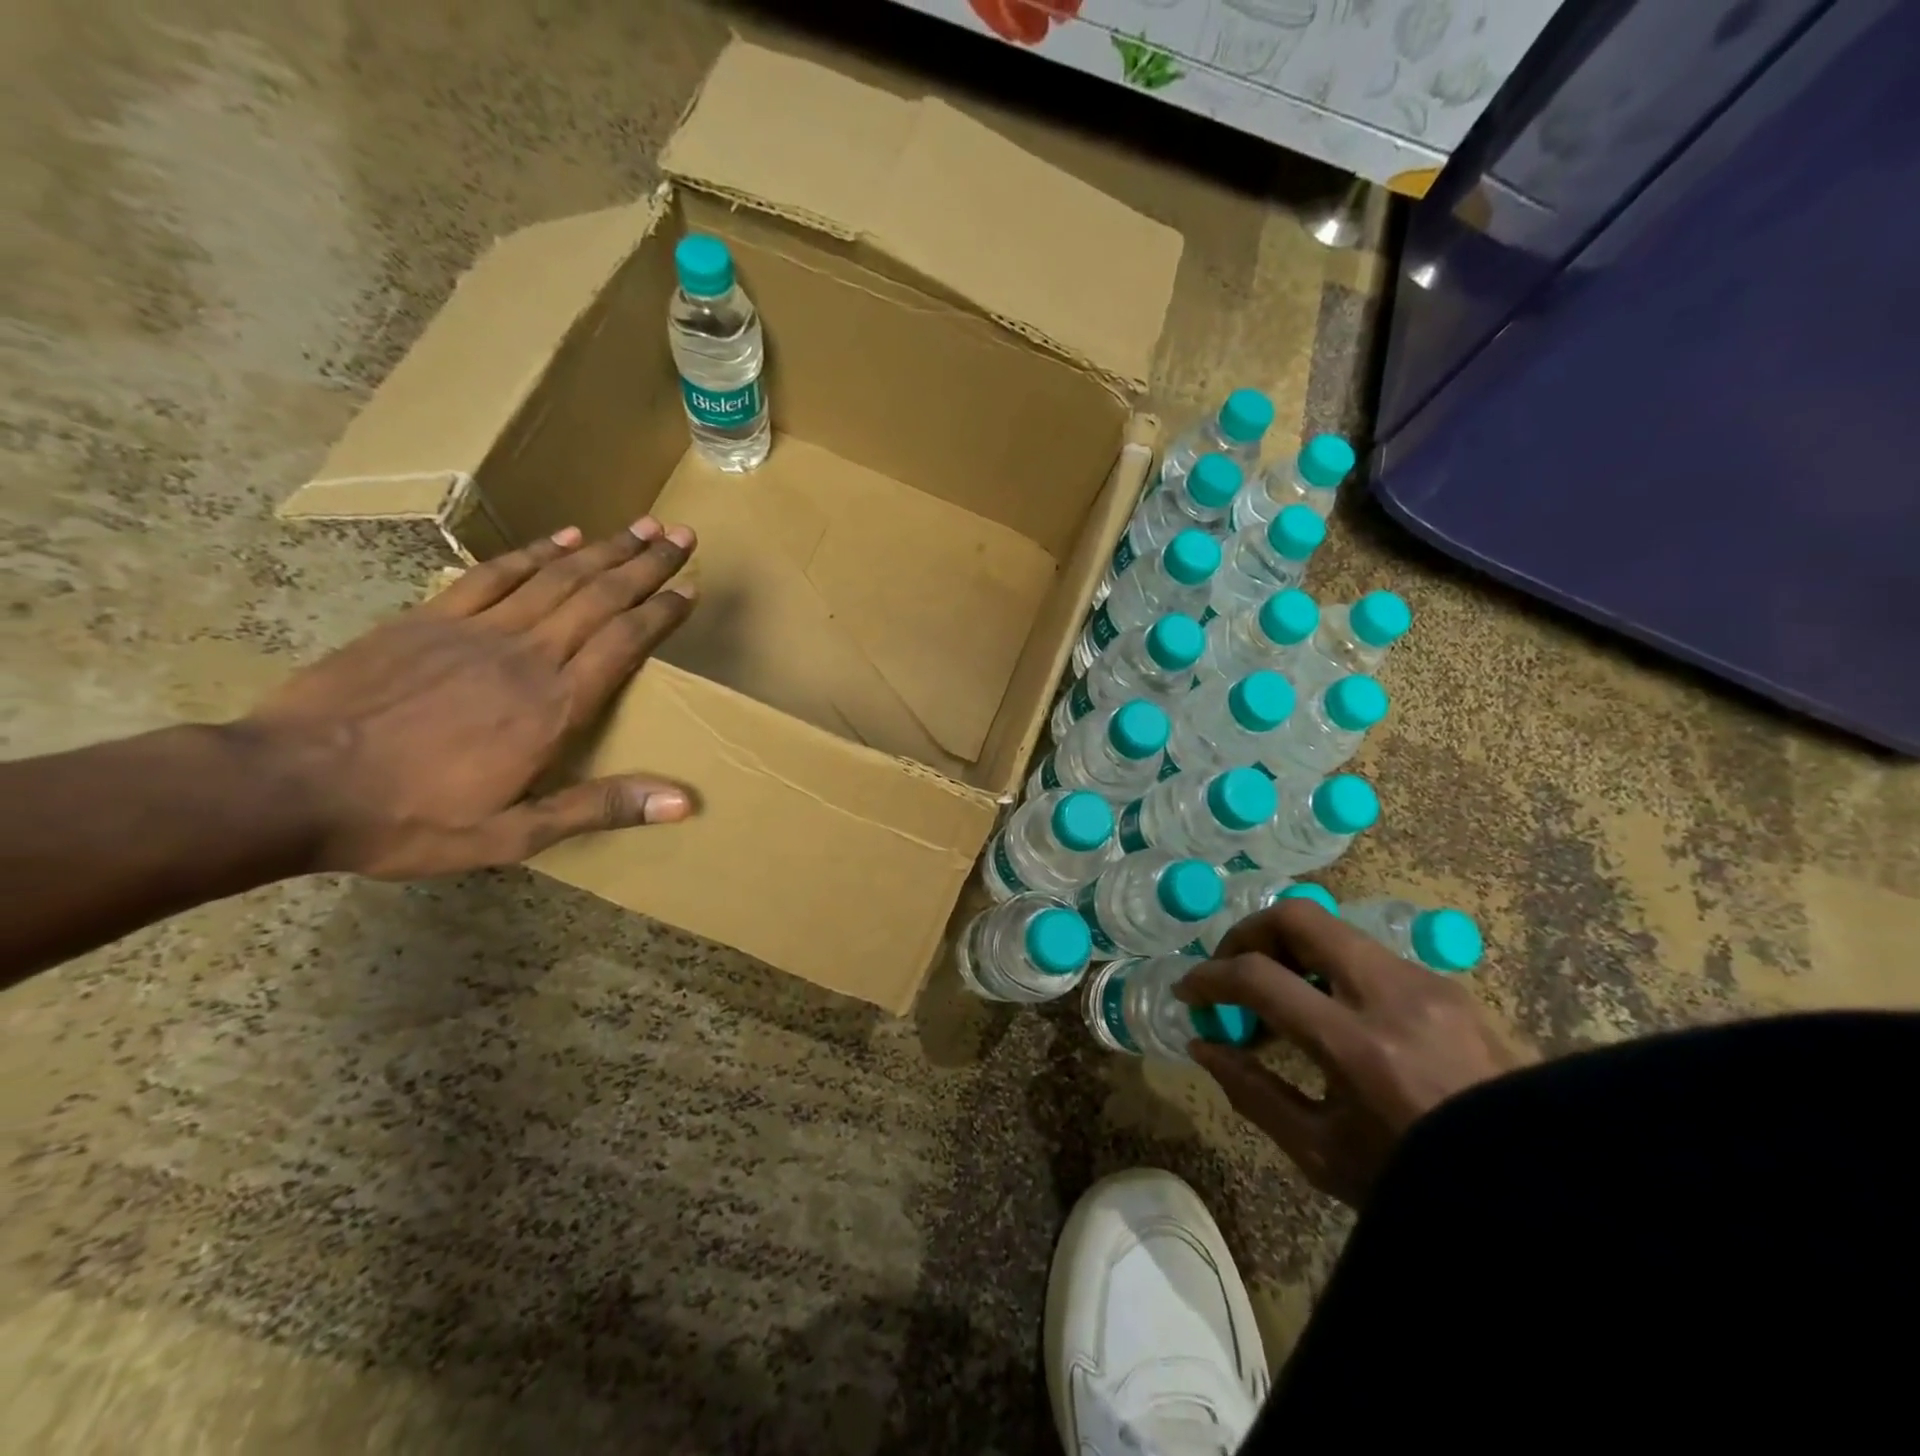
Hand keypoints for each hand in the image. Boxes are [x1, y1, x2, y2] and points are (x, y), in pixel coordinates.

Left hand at [239, 517, 698, 878]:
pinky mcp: (430, 619)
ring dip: (606, 549)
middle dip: (646, 565)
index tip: (690, 588)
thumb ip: (600, 807)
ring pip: (557, 577)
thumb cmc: (411, 819)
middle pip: (600, 597)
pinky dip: (535, 552)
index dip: (661, 612)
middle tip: (682, 535)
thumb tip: (684, 802)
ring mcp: (476, 630)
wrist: (287, 786)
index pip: (624, 642)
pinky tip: (565, 536)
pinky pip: (495, 575)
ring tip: (642, 525)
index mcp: (554, 706)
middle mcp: (527, 656)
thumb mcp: (514, 835)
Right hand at [1178, 901, 1530, 1205]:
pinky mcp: (1449, 985)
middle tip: (1230, 970)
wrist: (1548, 1196)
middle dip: (1248, 933)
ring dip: (1289, 950)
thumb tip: (1202, 1045)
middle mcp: (1393, 995)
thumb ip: (1252, 1092)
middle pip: (1298, 917)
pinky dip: (1328, 968)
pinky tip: (1328, 1013)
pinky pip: (1368, 955)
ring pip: (1334, 931)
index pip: (1259, 977)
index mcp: (1359, 1047)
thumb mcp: (1322, 1154)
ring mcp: (1428, 982)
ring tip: (1276, 998)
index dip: (1209, 977)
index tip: (1190, 991)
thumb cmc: (1423, 1186)